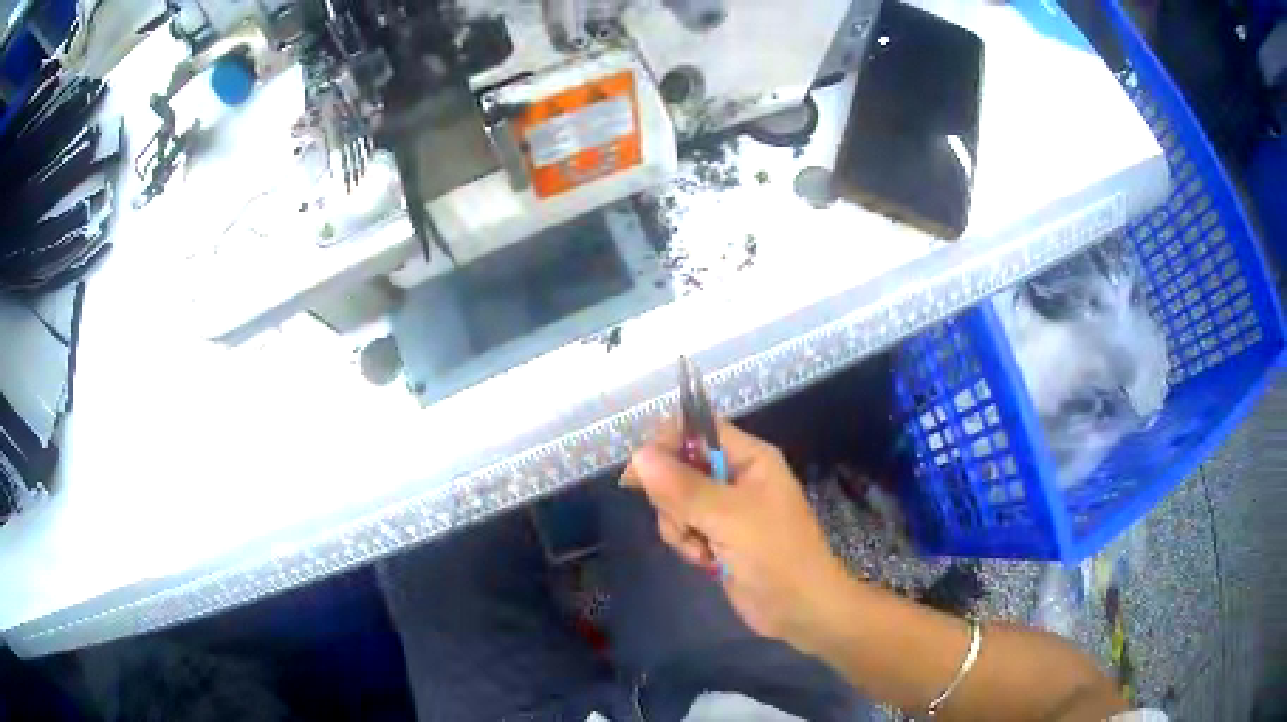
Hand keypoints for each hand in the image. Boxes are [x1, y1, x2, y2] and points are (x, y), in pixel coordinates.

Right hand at [623, 419, 853, 651]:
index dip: (667, 444)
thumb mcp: (729, 517)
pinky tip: (705, 562)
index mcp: (749, 458)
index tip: (641, 473)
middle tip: (686, 521)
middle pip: (680, 466)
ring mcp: (725, 509)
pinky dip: (686, 544)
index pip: (698, 431)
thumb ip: (683, 487)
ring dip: (679, 527)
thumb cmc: (775, 555)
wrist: (799, 608)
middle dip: (672, 498)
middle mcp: (735, 477)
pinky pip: (683, 527)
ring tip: (702, 548)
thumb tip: (638, 455)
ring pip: (675, 501)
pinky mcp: (717, 536)